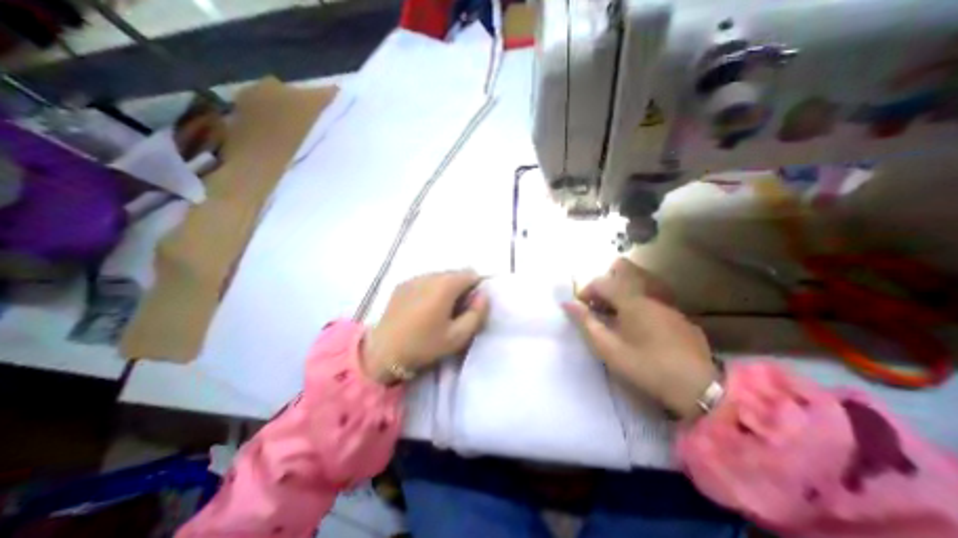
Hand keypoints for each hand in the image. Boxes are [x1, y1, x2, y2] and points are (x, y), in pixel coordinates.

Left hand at [364, 271, 488, 383]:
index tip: (470, 306)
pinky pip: (425, 280)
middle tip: (455, 311)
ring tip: (438, 311)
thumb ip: (477, 314)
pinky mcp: (402, 284)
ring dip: (445, 288)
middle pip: (455, 273)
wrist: (384, 352)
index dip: (475, 288)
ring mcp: (414, 278)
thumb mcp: (458, 336)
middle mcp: (429, 276)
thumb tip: (483, 295)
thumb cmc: (424, 345)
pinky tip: (422, 308)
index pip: (470, 274)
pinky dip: (431, 289)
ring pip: (440, 276)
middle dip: (461, 288)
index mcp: (445, 286)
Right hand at [563, 259, 718, 416]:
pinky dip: (637, 299)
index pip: (601, 281)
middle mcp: (650, 293)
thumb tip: (567, 303)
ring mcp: (667, 302)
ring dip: (621, 288)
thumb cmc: (647, 367)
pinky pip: (652, 294)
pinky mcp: (678, 313)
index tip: (580, 309)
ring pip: (639, 279)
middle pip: (623, 267)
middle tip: (599, 303)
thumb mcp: (609, 349)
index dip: (585, 291)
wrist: (700, 389)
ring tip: (615, 312)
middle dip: (605, 281)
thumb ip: (586, 322)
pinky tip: (638, 323)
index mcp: (631, 300)